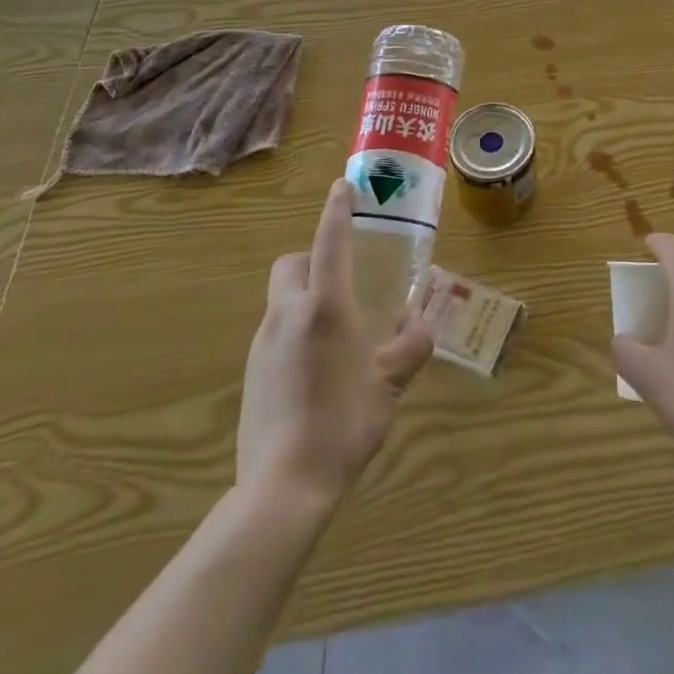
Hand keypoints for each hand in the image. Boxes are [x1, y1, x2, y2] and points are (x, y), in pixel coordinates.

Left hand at [234, 179, 434, 505]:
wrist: (283, 486)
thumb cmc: (344, 422)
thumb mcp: (389, 384)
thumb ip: (410, 348)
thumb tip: (422, 329)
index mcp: (325, 306)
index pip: (330, 241)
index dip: (338, 209)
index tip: (343, 186)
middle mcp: (288, 313)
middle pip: (292, 264)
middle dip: (313, 258)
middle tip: (344, 280)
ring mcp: (263, 343)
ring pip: (282, 299)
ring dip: (306, 298)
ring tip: (339, 333)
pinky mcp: (251, 372)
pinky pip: (276, 332)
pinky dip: (296, 331)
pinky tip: (317, 369)